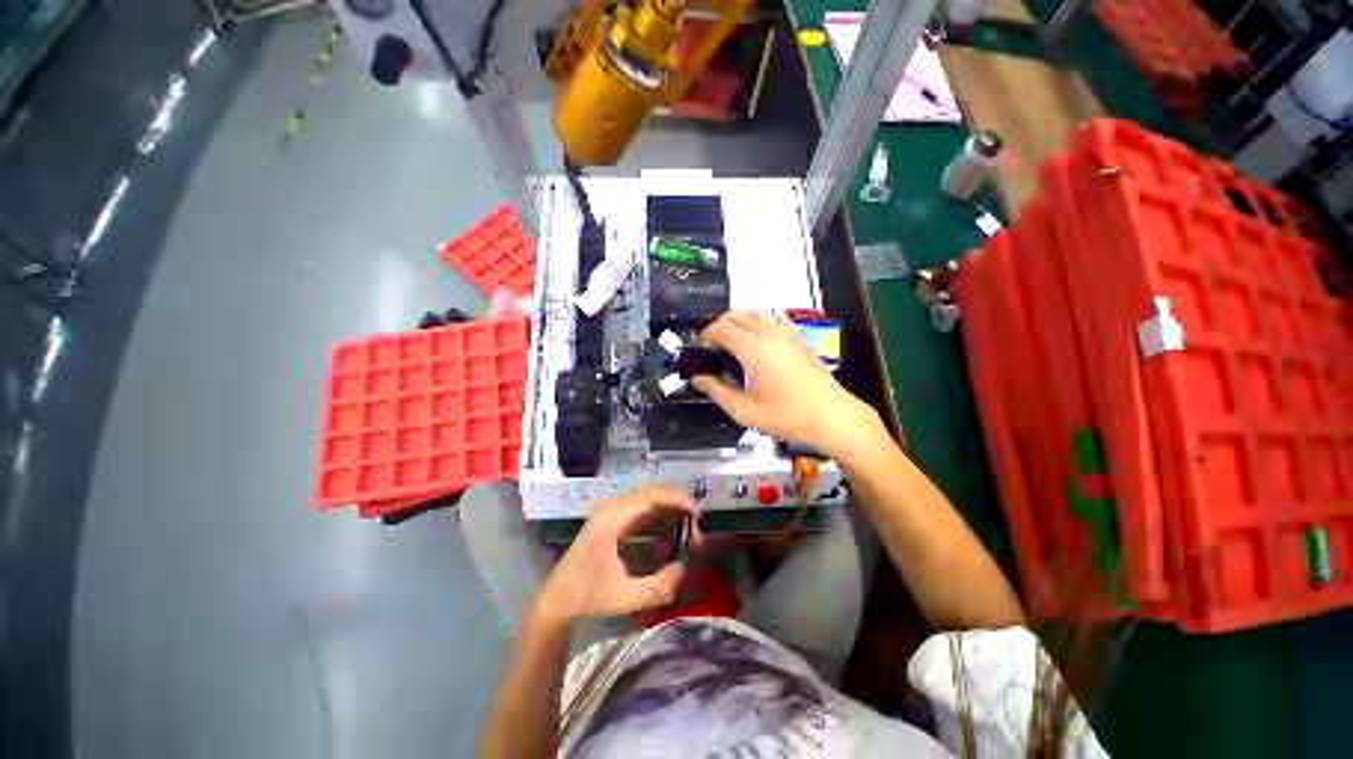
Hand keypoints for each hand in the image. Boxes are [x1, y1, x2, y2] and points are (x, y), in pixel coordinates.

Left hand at [535, 486, 700, 626]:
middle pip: (653, 492)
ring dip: (671, 511)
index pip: (652, 496)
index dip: (678, 500)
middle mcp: (612, 507)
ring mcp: (612, 510)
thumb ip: (659, 586)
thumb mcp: (625, 598)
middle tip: (696, 529)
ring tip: (688, 535)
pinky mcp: (613, 518)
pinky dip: (661, 518)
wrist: (557, 599)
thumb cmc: (587, 597)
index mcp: (612, 518)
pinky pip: (643, 509)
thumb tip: (682, 566)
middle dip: (679, 506)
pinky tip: (669, 538)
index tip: (698, 515)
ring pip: (650, 498)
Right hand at [691, 311, 877, 457]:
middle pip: (735, 315)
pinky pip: (773, 319)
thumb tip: (698, 379)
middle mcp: (769, 333)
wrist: (831, 417)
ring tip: (732, 344)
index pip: (720, 328)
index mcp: (753, 349)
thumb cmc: (786, 416)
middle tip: (713, 347)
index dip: (705, 336)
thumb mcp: (745, 410)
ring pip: (754, 313)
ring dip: (738, 322)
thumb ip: (717, 391)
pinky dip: (759, 323)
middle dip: (718, 326)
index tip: (700, 349)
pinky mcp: (798, 337)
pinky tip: (758, 341)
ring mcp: (786, 332)